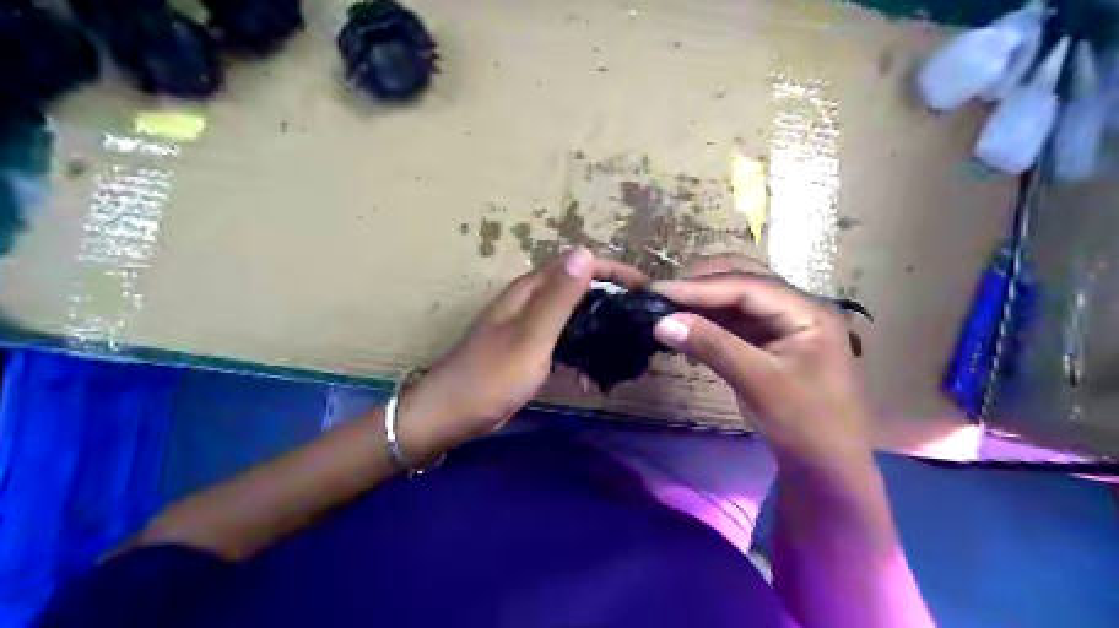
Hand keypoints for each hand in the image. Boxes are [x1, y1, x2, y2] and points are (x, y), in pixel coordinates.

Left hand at [399, 247, 647, 461]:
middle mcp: (531, 301)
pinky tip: (593, 375)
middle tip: (641, 322)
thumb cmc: (490, 376)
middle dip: (612, 300)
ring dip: (599, 328)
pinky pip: (563, 342)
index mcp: (530, 290)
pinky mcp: (529, 350)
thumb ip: (559, 297)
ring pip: (574, 316)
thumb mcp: (530, 336)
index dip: (614, 271)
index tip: (646, 290)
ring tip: (626, 347)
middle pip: (579, 288)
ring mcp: (529, 326)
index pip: (579, 264)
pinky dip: (581, 352)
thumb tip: (586, 252)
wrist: (451, 414)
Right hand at [649, 256, 872, 470]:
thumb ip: (712, 346)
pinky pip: (734, 322)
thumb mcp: (758, 382)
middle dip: (701, 286)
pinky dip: (709, 323)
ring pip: (736, 300)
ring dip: (702, 303)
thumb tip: (662, 322)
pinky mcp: (769, 342)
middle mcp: (796, 308)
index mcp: (807, 311)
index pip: (747, 286)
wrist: (827, 467)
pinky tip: (686, 327)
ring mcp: (783, 324)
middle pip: (743, 282)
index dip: (700, 287)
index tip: (658, 291)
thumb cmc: (804, 424)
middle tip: (660, 296)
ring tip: (666, 308)